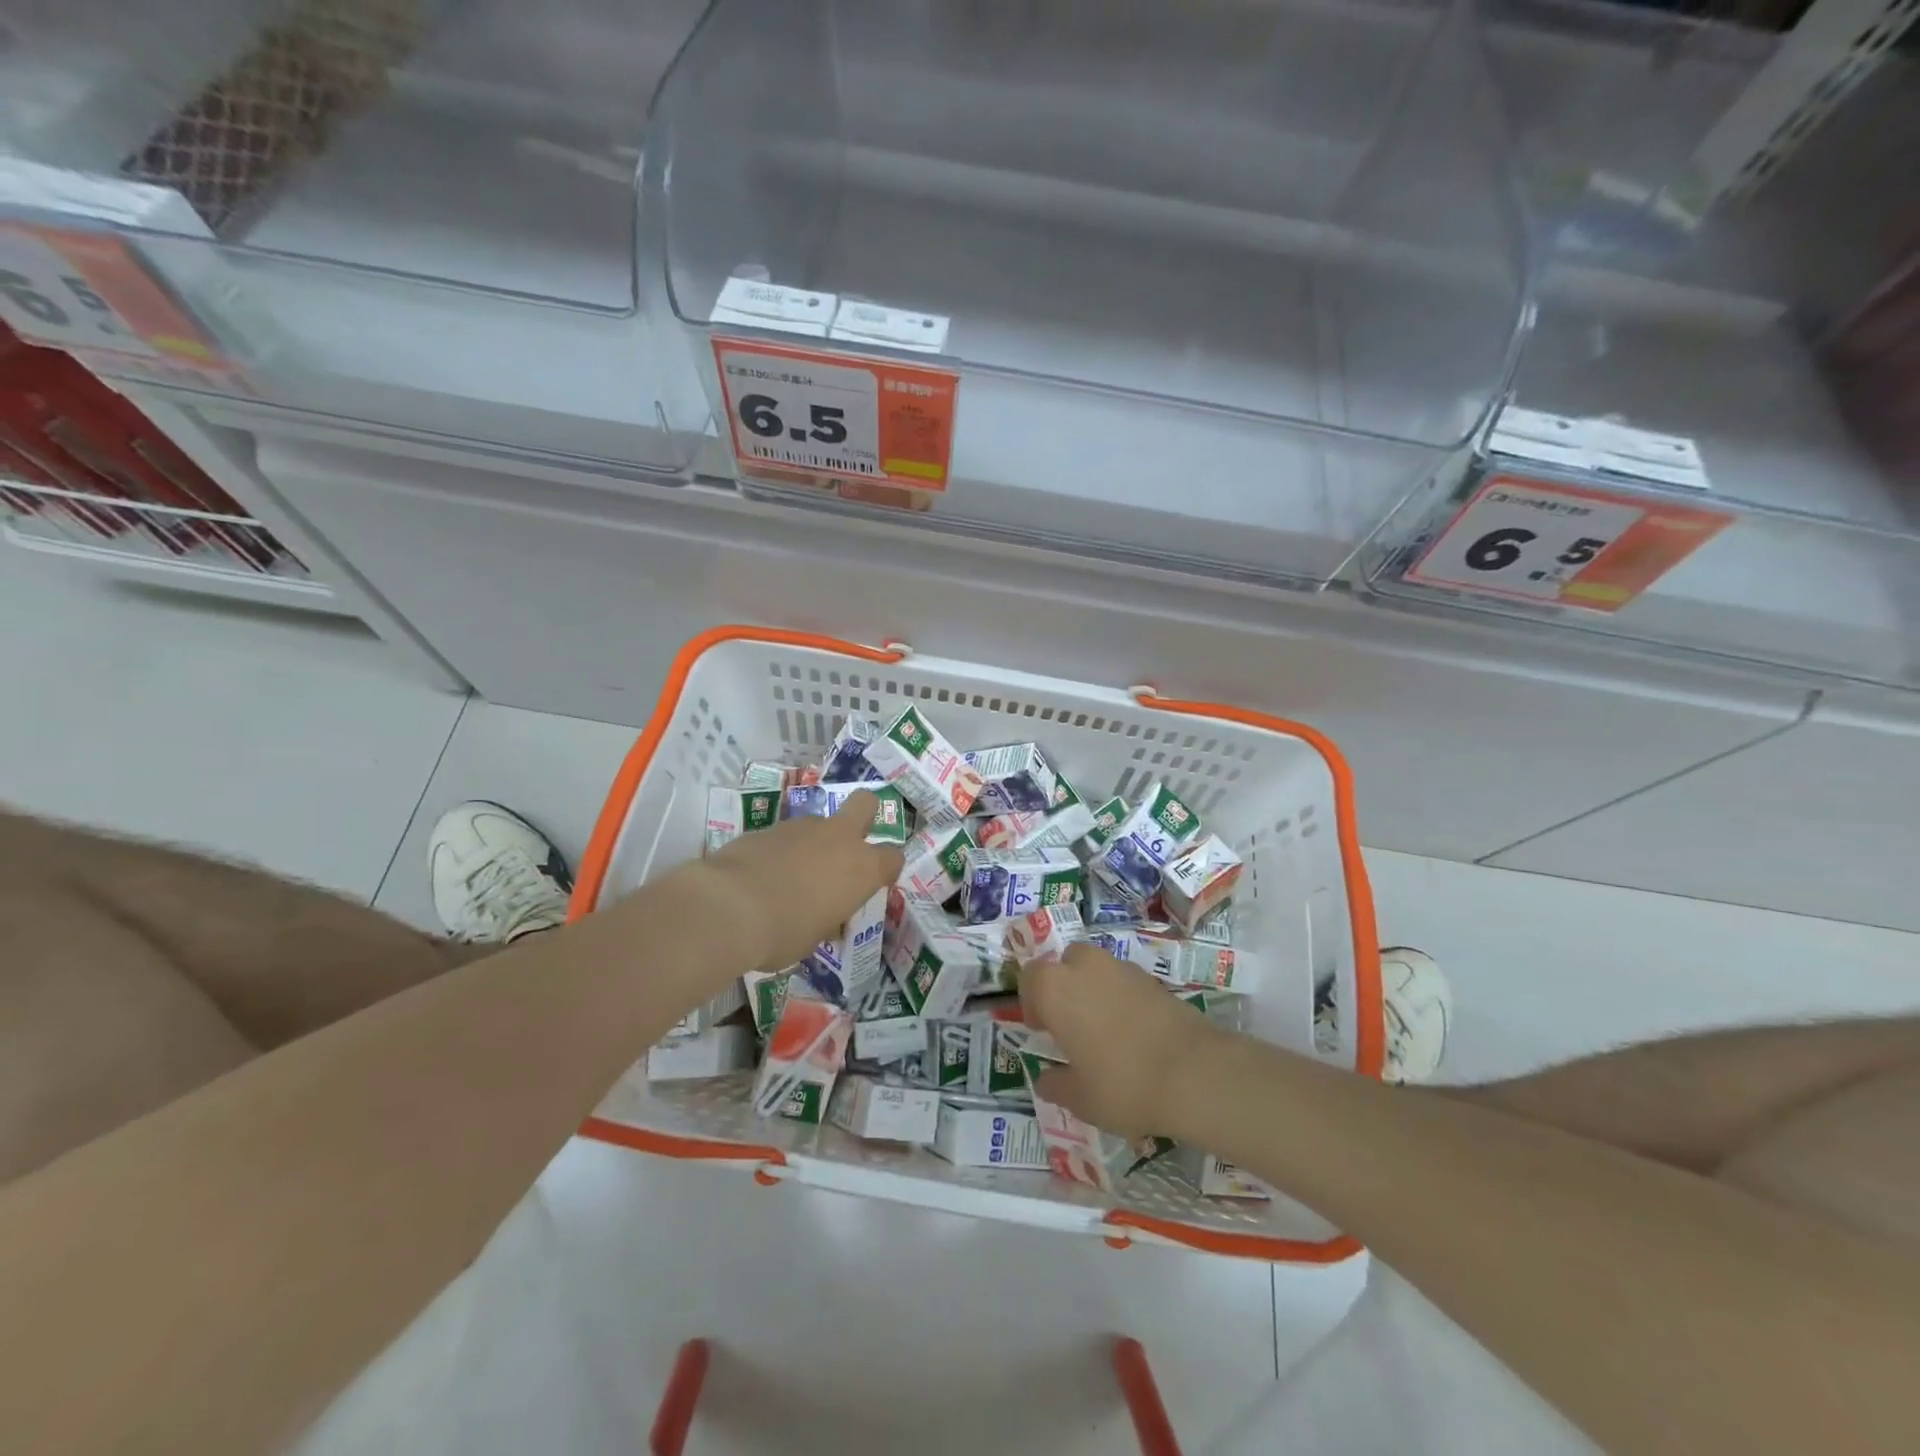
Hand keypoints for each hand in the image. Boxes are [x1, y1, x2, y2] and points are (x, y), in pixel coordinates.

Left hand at [693, 789, 904, 970]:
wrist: (726, 907)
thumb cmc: (783, 933)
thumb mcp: (815, 938)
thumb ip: (828, 919)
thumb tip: (826, 917)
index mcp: (862, 868)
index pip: (893, 857)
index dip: (886, 868)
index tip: (873, 883)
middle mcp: (838, 838)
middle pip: (866, 804)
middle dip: (864, 816)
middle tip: (849, 843)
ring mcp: (802, 827)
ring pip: (819, 823)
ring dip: (813, 843)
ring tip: (790, 877)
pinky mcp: (768, 826)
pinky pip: (785, 836)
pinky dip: (780, 851)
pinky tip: (762, 876)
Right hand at [1019, 943, 1225, 1138]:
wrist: (1195, 1073)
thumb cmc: (1123, 1084)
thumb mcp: (1080, 1098)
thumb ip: (1056, 1085)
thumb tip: (1046, 1080)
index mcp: (1057, 988)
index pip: (1030, 976)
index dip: (1032, 1001)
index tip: (1042, 1030)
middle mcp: (1086, 967)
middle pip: (1066, 963)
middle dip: (1064, 986)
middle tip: (1070, 1024)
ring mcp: (1123, 969)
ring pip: (1097, 969)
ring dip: (1094, 990)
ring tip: (1103, 1030)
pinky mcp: (1154, 980)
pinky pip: (1125, 981)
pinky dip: (1122, 998)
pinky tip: (1132, 1033)